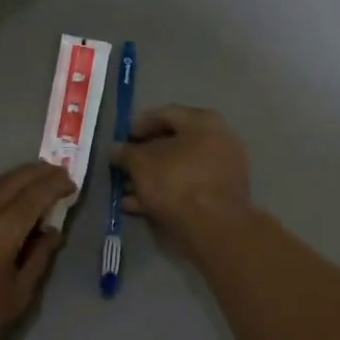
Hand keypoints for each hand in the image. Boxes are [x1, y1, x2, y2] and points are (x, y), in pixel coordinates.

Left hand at [0, 161, 74, 339]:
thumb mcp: (18, 295)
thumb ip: (39, 257)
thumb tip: (52, 230)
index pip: (33, 195)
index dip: (55, 185)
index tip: (72, 183)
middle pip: (12, 181)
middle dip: (38, 172)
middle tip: (59, 171)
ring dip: (18, 178)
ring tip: (39, 178)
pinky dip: (0, 190)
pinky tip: (11, 198)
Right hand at [113, 105, 250, 240]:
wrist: (213, 226)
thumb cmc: (175, 181)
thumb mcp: (140, 163)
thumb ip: (125, 153)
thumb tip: (116, 150)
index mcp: (203, 121)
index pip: (166, 114)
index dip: (139, 124)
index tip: (121, 138)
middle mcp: (219, 140)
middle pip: (174, 143)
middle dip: (145, 156)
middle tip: (124, 166)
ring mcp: (223, 169)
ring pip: (180, 169)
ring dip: (152, 177)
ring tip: (126, 190)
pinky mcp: (221, 196)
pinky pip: (188, 188)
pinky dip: (165, 193)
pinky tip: (138, 205)